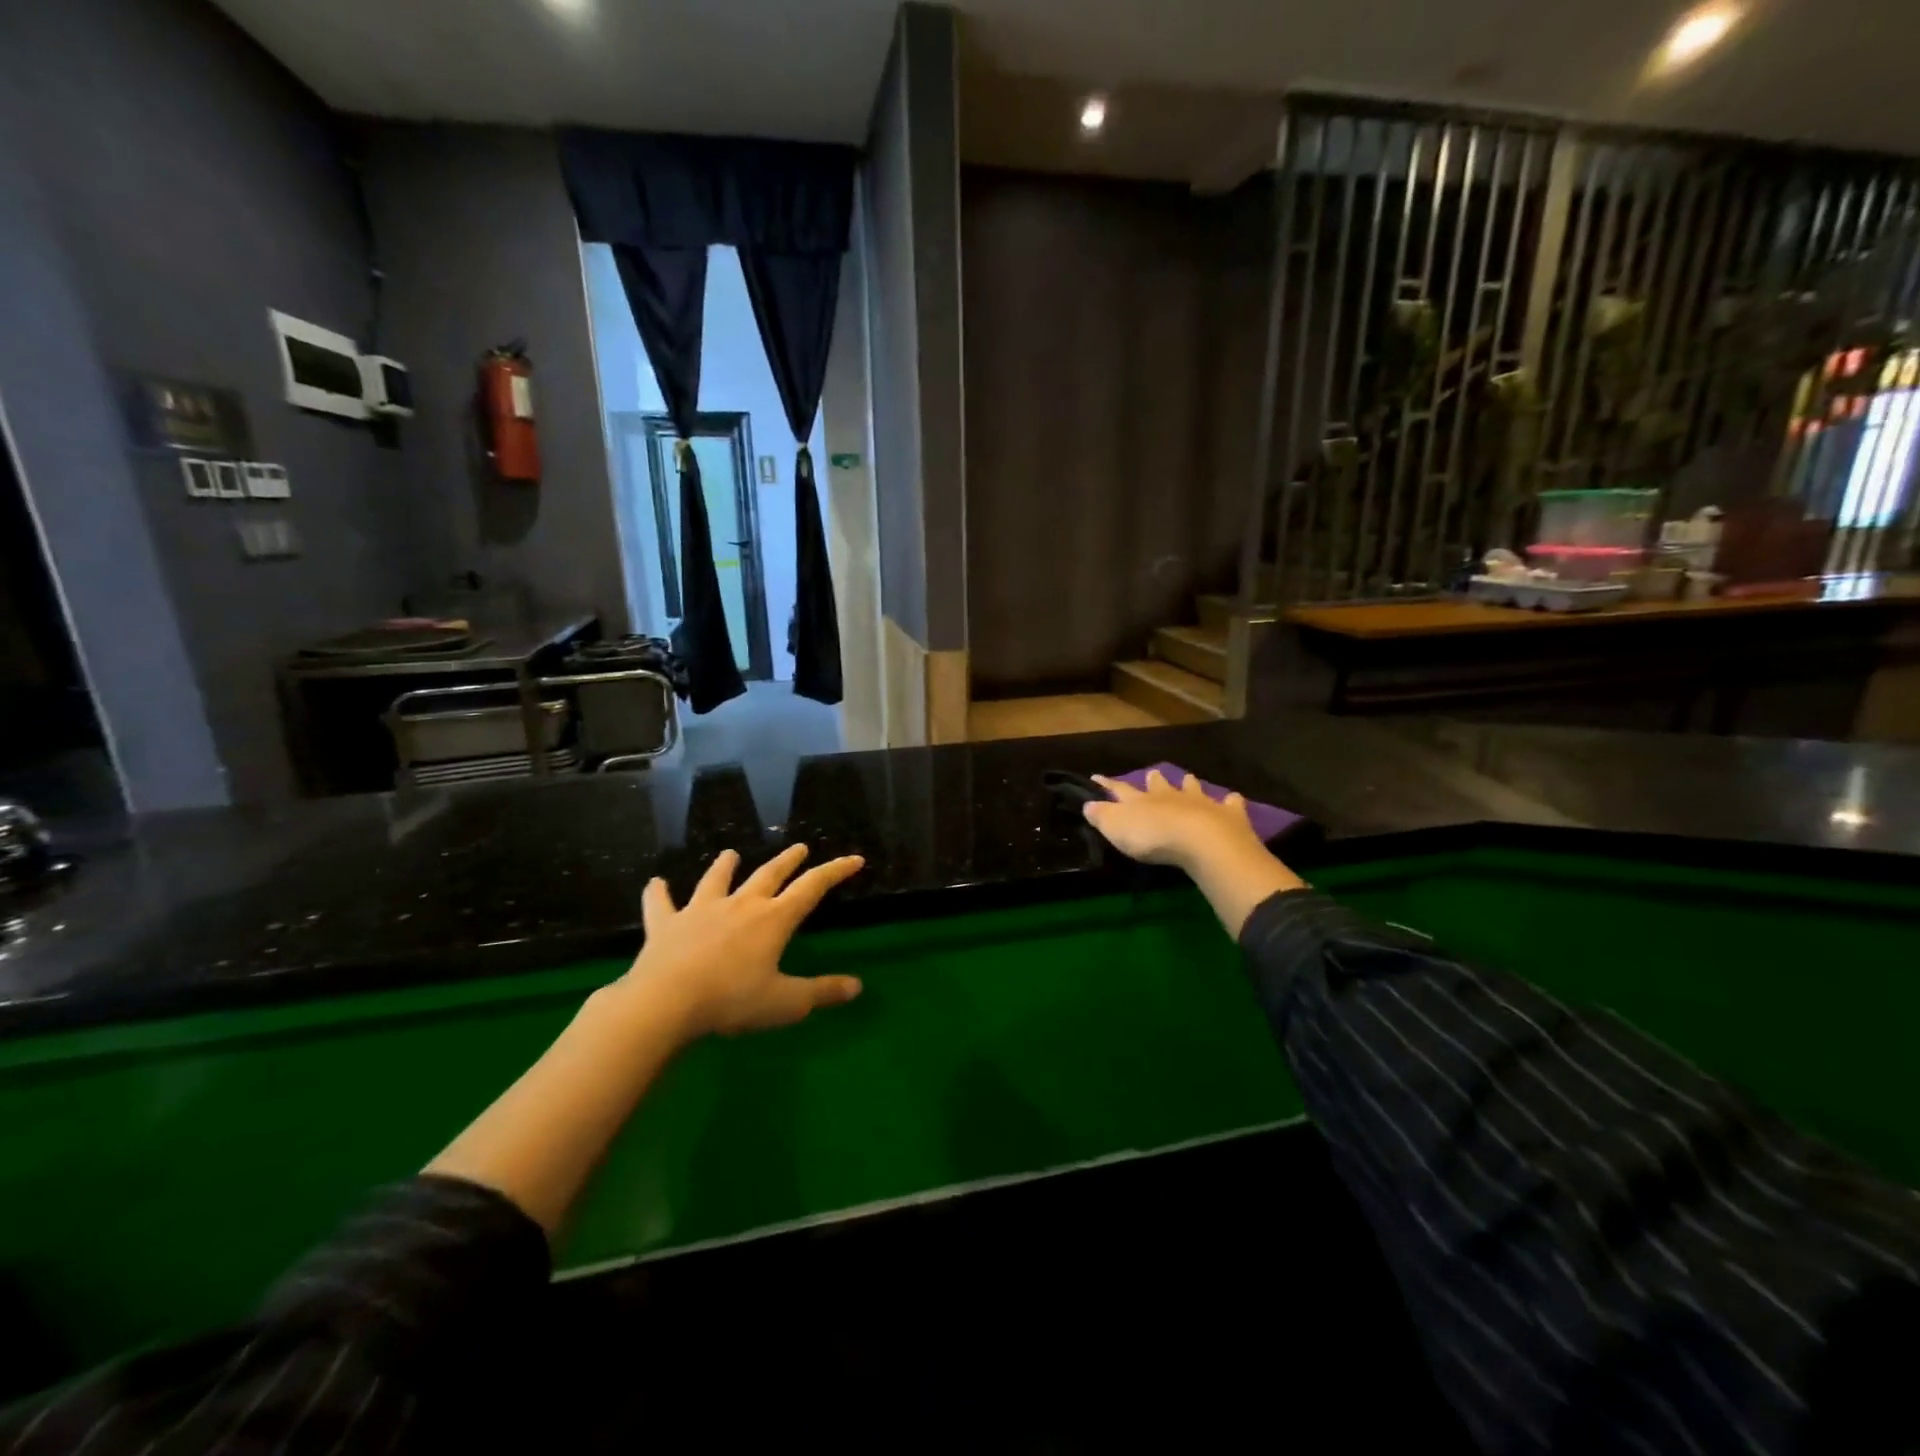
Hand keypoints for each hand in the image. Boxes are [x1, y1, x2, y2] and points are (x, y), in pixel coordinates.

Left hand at [623, 844, 865, 1037]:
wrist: (666, 1002)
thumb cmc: (732, 1001)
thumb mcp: (786, 1004)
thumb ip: (821, 992)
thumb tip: (857, 986)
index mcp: (773, 920)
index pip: (812, 888)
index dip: (835, 871)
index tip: (854, 859)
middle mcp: (740, 906)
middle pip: (768, 875)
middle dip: (787, 861)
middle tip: (799, 847)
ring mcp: (700, 911)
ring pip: (716, 881)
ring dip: (724, 867)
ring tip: (730, 854)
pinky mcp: (666, 925)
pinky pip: (661, 904)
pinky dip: (658, 893)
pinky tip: (655, 883)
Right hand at [1082, 769, 1264, 868]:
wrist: (1201, 841)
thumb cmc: (1152, 837)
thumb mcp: (1116, 828)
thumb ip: (1101, 816)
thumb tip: (1088, 804)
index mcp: (1141, 800)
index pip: (1118, 789)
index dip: (1107, 784)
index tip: (1096, 776)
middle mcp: (1169, 796)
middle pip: (1159, 784)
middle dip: (1154, 779)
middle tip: (1152, 773)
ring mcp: (1200, 802)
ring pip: (1192, 788)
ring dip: (1189, 784)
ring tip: (1188, 779)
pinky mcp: (1227, 814)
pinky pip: (1230, 803)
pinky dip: (1231, 801)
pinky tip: (1233, 799)